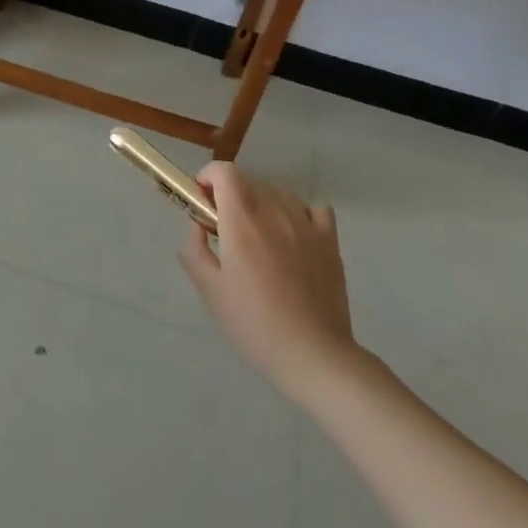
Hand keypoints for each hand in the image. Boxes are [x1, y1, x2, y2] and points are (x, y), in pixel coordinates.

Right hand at [178, 163, 360, 396]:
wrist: (314, 356)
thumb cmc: (255, 325)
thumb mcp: (212, 292)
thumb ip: (196, 252)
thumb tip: (197, 226)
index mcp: (242, 222)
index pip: (225, 172)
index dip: (209, 177)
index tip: (202, 200)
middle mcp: (274, 213)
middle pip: (249, 181)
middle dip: (231, 194)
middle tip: (225, 227)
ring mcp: (306, 224)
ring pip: (278, 193)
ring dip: (262, 202)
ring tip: (259, 234)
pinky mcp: (330, 241)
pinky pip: (314, 209)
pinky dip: (300, 213)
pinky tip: (294, 235)